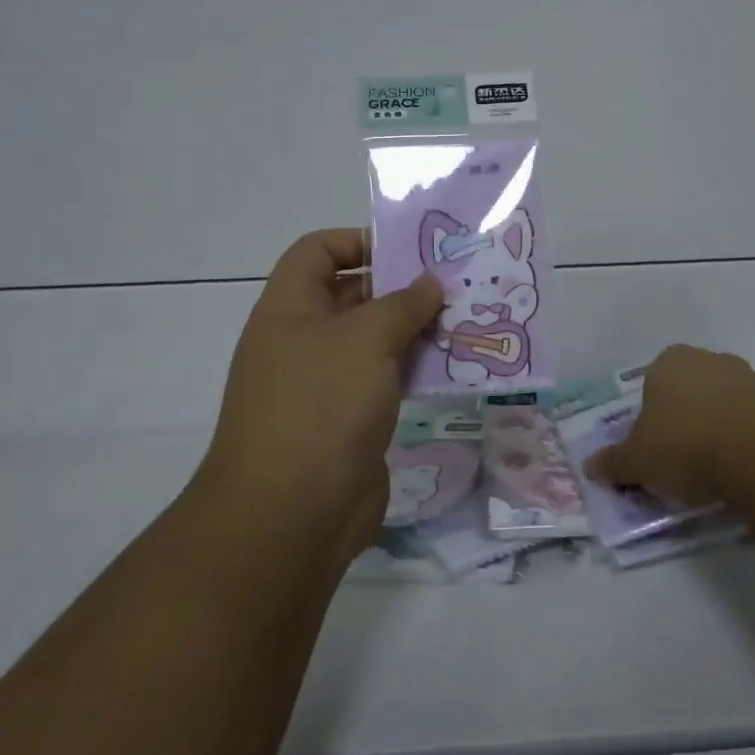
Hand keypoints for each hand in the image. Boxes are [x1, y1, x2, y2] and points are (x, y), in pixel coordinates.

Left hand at [200, 229, 442, 567]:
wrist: (292, 514)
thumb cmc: (321, 405)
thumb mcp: (365, 339)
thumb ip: (402, 304)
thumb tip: (430, 283)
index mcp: (289, 309)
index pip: (317, 252)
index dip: (358, 239)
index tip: (408, 250)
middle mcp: (303, 340)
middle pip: (352, 295)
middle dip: (400, 286)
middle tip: (454, 282)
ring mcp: (326, 384)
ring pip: (374, 341)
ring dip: (415, 330)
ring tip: (465, 318)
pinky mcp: (350, 421)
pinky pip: (386, 380)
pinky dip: (416, 368)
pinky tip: (455, 364)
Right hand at [585, 344, 754, 506]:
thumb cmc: (687, 445)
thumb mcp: (639, 461)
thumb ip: (614, 463)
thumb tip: (590, 466)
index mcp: (668, 362)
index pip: (651, 384)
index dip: (650, 417)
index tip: (653, 448)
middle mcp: (707, 359)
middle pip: (688, 391)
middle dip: (684, 419)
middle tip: (680, 460)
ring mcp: (747, 376)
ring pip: (722, 404)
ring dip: (717, 429)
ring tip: (714, 471)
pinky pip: (752, 421)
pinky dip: (745, 440)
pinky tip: (743, 469)